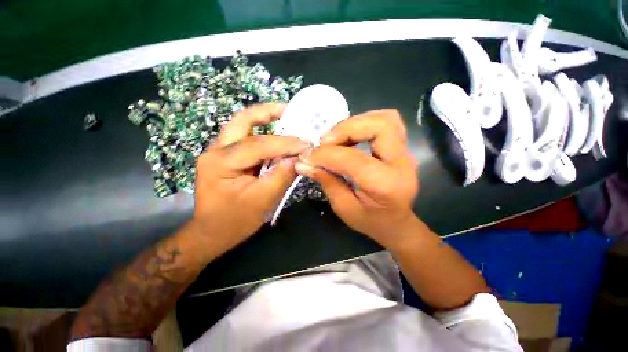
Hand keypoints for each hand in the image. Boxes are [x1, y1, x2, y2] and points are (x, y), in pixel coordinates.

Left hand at [191, 103, 310, 253]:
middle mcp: (216, 150)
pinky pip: (246, 138)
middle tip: (289, 110)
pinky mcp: (226, 157)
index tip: (307, 143)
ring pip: (242, 126)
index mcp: (221, 162)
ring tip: (285, 117)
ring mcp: (219, 152)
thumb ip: (281, 176)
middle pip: (242, 121)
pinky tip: (276, 137)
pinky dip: (263, 134)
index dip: (285, 143)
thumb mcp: (262, 201)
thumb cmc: (234, 221)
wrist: (211, 233)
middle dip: (267, 113)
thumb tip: (299, 158)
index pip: (258, 145)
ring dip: (264, 120)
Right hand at [295, 109, 418, 249]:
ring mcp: (405, 152)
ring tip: (335, 138)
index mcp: (386, 185)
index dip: (326, 154)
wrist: (397, 223)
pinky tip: (348, 137)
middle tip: (325, 142)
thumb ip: (326, 182)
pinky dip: (363, 124)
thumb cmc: (371, 222)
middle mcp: (402, 163)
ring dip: (355, 123)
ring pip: (385, 118)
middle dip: (346, 129)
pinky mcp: (401, 148)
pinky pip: (385, 122)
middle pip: (380, 126)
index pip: (353, 159)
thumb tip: (304, 163)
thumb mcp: (344, 209)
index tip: (308, 157)